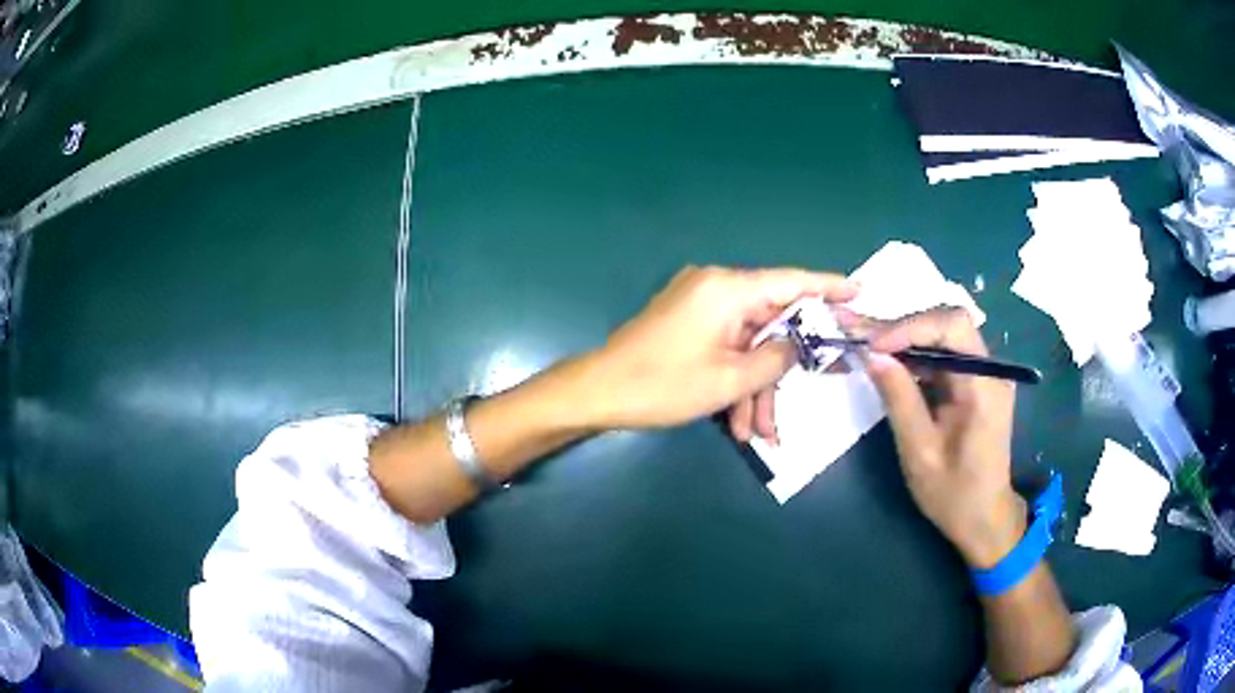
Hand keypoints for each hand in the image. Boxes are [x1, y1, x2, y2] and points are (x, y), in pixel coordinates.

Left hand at [583, 266, 855, 439]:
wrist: (598, 392)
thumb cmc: (663, 384)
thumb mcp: (730, 379)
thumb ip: (776, 358)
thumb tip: (798, 344)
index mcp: (728, 289)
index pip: (792, 281)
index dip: (828, 287)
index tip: (859, 292)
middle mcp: (716, 288)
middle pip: (770, 323)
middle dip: (782, 369)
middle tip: (811, 393)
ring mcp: (699, 305)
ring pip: (747, 344)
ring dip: (755, 387)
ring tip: (758, 433)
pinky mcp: (687, 323)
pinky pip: (725, 347)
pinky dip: (734, 380)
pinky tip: (736, 423)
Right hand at [838, 306, 1025, 567]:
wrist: (983, 518)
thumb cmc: (953, 494)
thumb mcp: (920, 452)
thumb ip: (899, 399)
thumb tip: (871, 354)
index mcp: (984, 387)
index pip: (953, 327)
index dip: (911, 327)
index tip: (873, 345)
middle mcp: (990, 371)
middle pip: (947, 325)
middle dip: (901, 327)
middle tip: (857, 332)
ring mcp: (984, 375)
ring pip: (942, 336)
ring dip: (903, 338)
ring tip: (863, 341)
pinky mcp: (975, 383)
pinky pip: (943, 355)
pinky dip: (913, 355)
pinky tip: (887, 359)